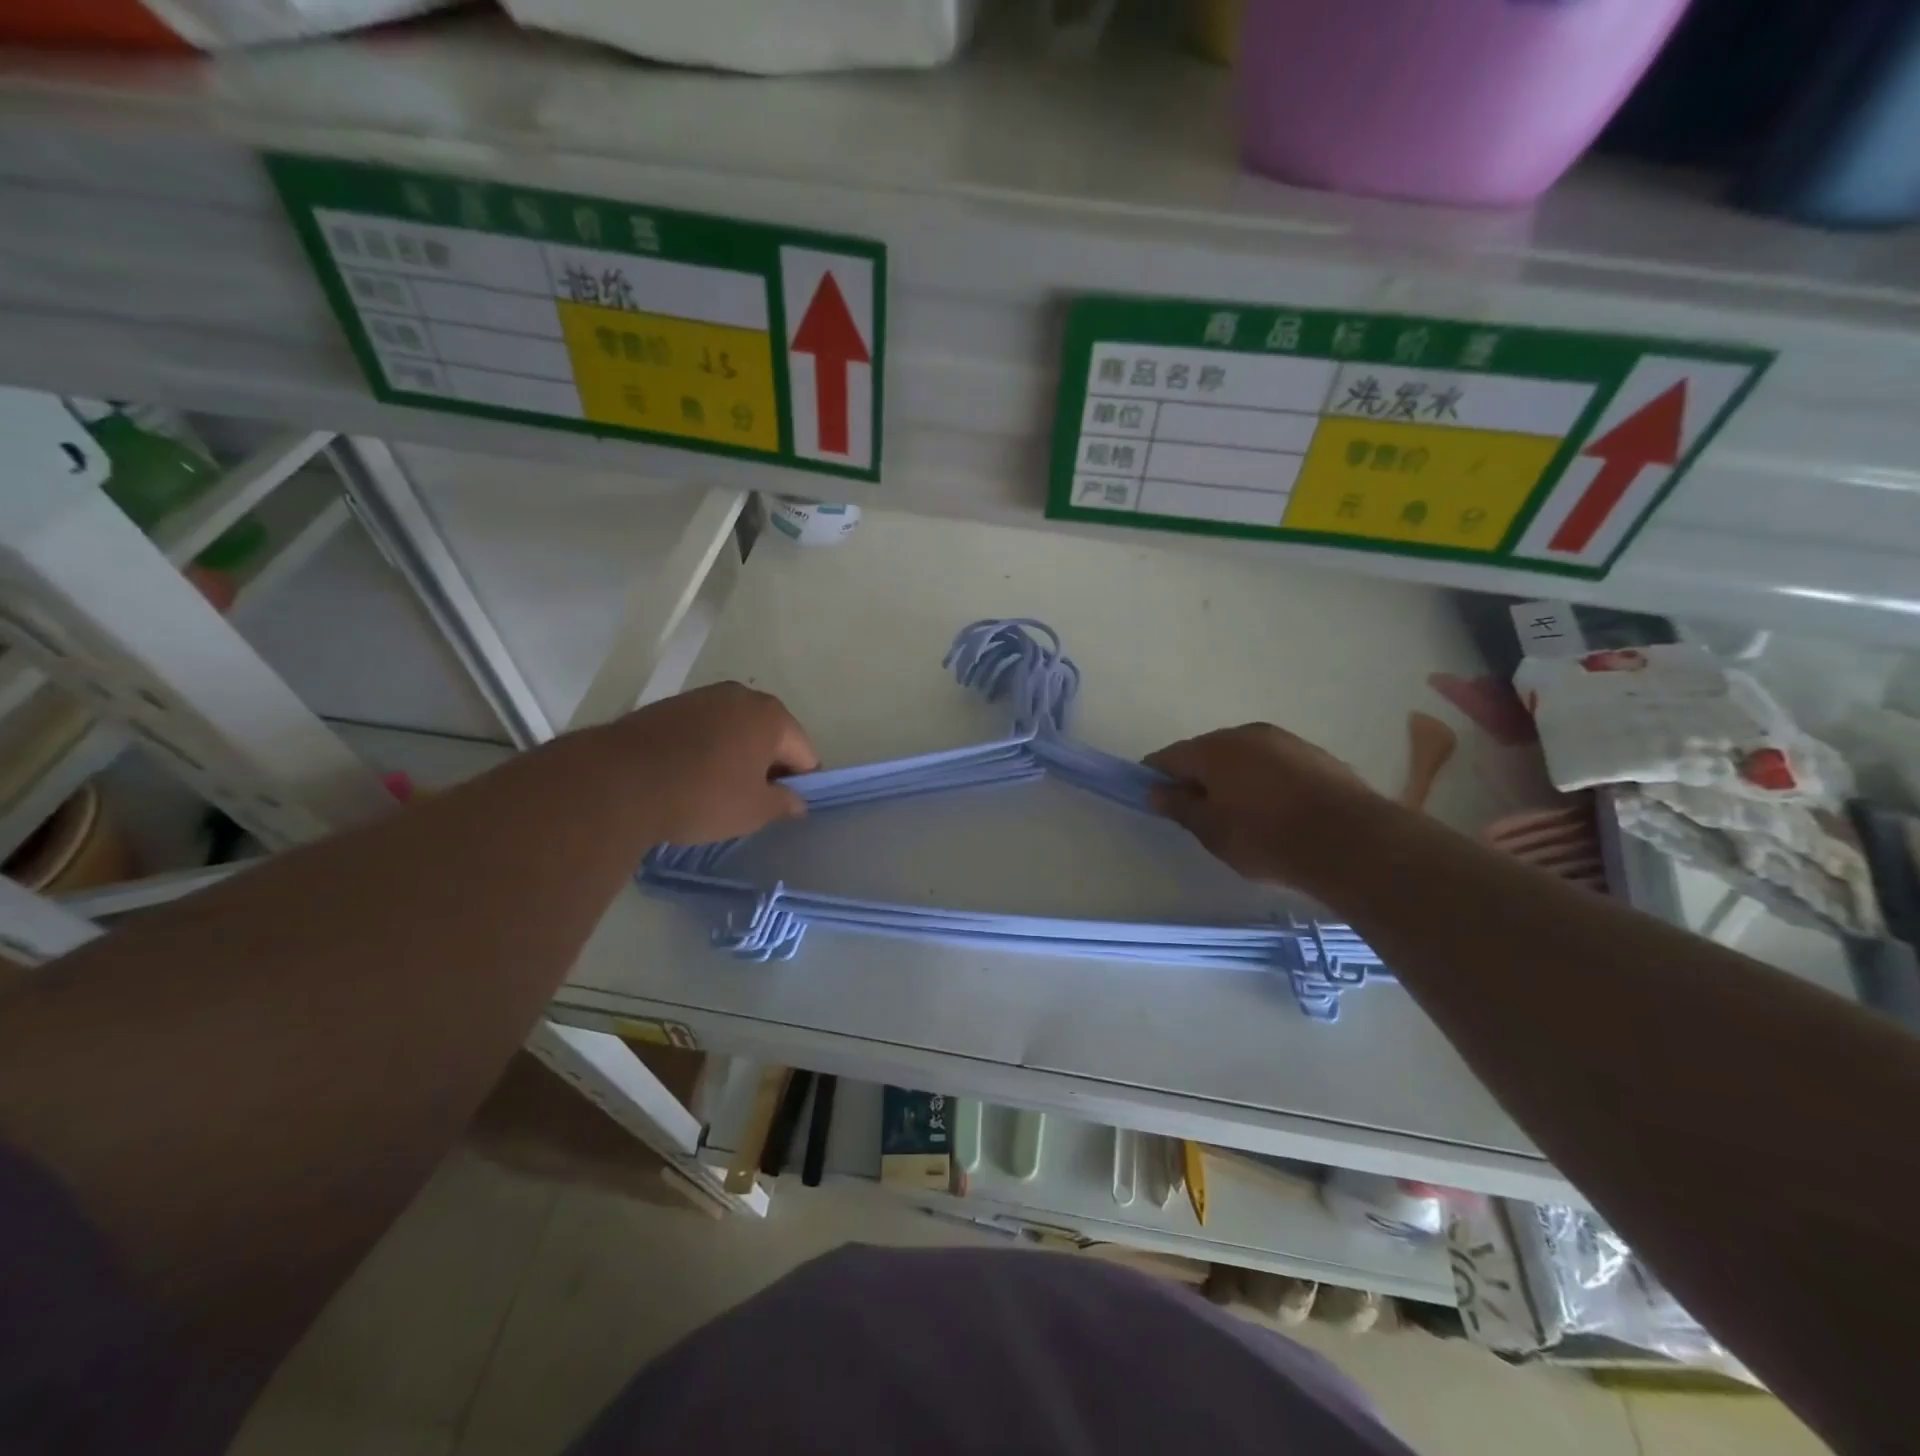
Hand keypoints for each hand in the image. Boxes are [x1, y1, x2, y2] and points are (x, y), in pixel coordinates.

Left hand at [608, 682, 819, 844]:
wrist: (619, 782)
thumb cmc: (703, 795)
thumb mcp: (754, 811)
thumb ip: (785, 803)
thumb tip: (797, 801)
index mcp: (772, 715)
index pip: (804, 753)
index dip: (799, 784)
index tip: (781, 809)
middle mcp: (741, 696)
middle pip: (770, 736)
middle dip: (766, 766)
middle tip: (750, 802)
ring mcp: (701, 697)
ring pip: (734, 731)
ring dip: (734, 757)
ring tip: (715, 791)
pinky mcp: (668, 706)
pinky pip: (703, 731)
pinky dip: (704, 751)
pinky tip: (688, 778)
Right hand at [1145, 723, 1376, 888]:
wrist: (1351, 842)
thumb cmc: (1266, 838)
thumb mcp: (1212, 831)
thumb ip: (1180, 807)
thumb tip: (1157, 790)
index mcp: (1213, 749)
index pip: (1169, 756)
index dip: (1156, 776)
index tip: (1155, 798)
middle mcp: (1246, 734)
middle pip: (1208, 752)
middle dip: (1198, 776)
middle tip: (1200, 812)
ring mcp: (1284, 740)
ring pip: (1244, 756)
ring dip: (1234, 777)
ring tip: (1242, 814)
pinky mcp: (1315, 754)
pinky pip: (1274, 764)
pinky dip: (1266, 781)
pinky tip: (1276, 810)